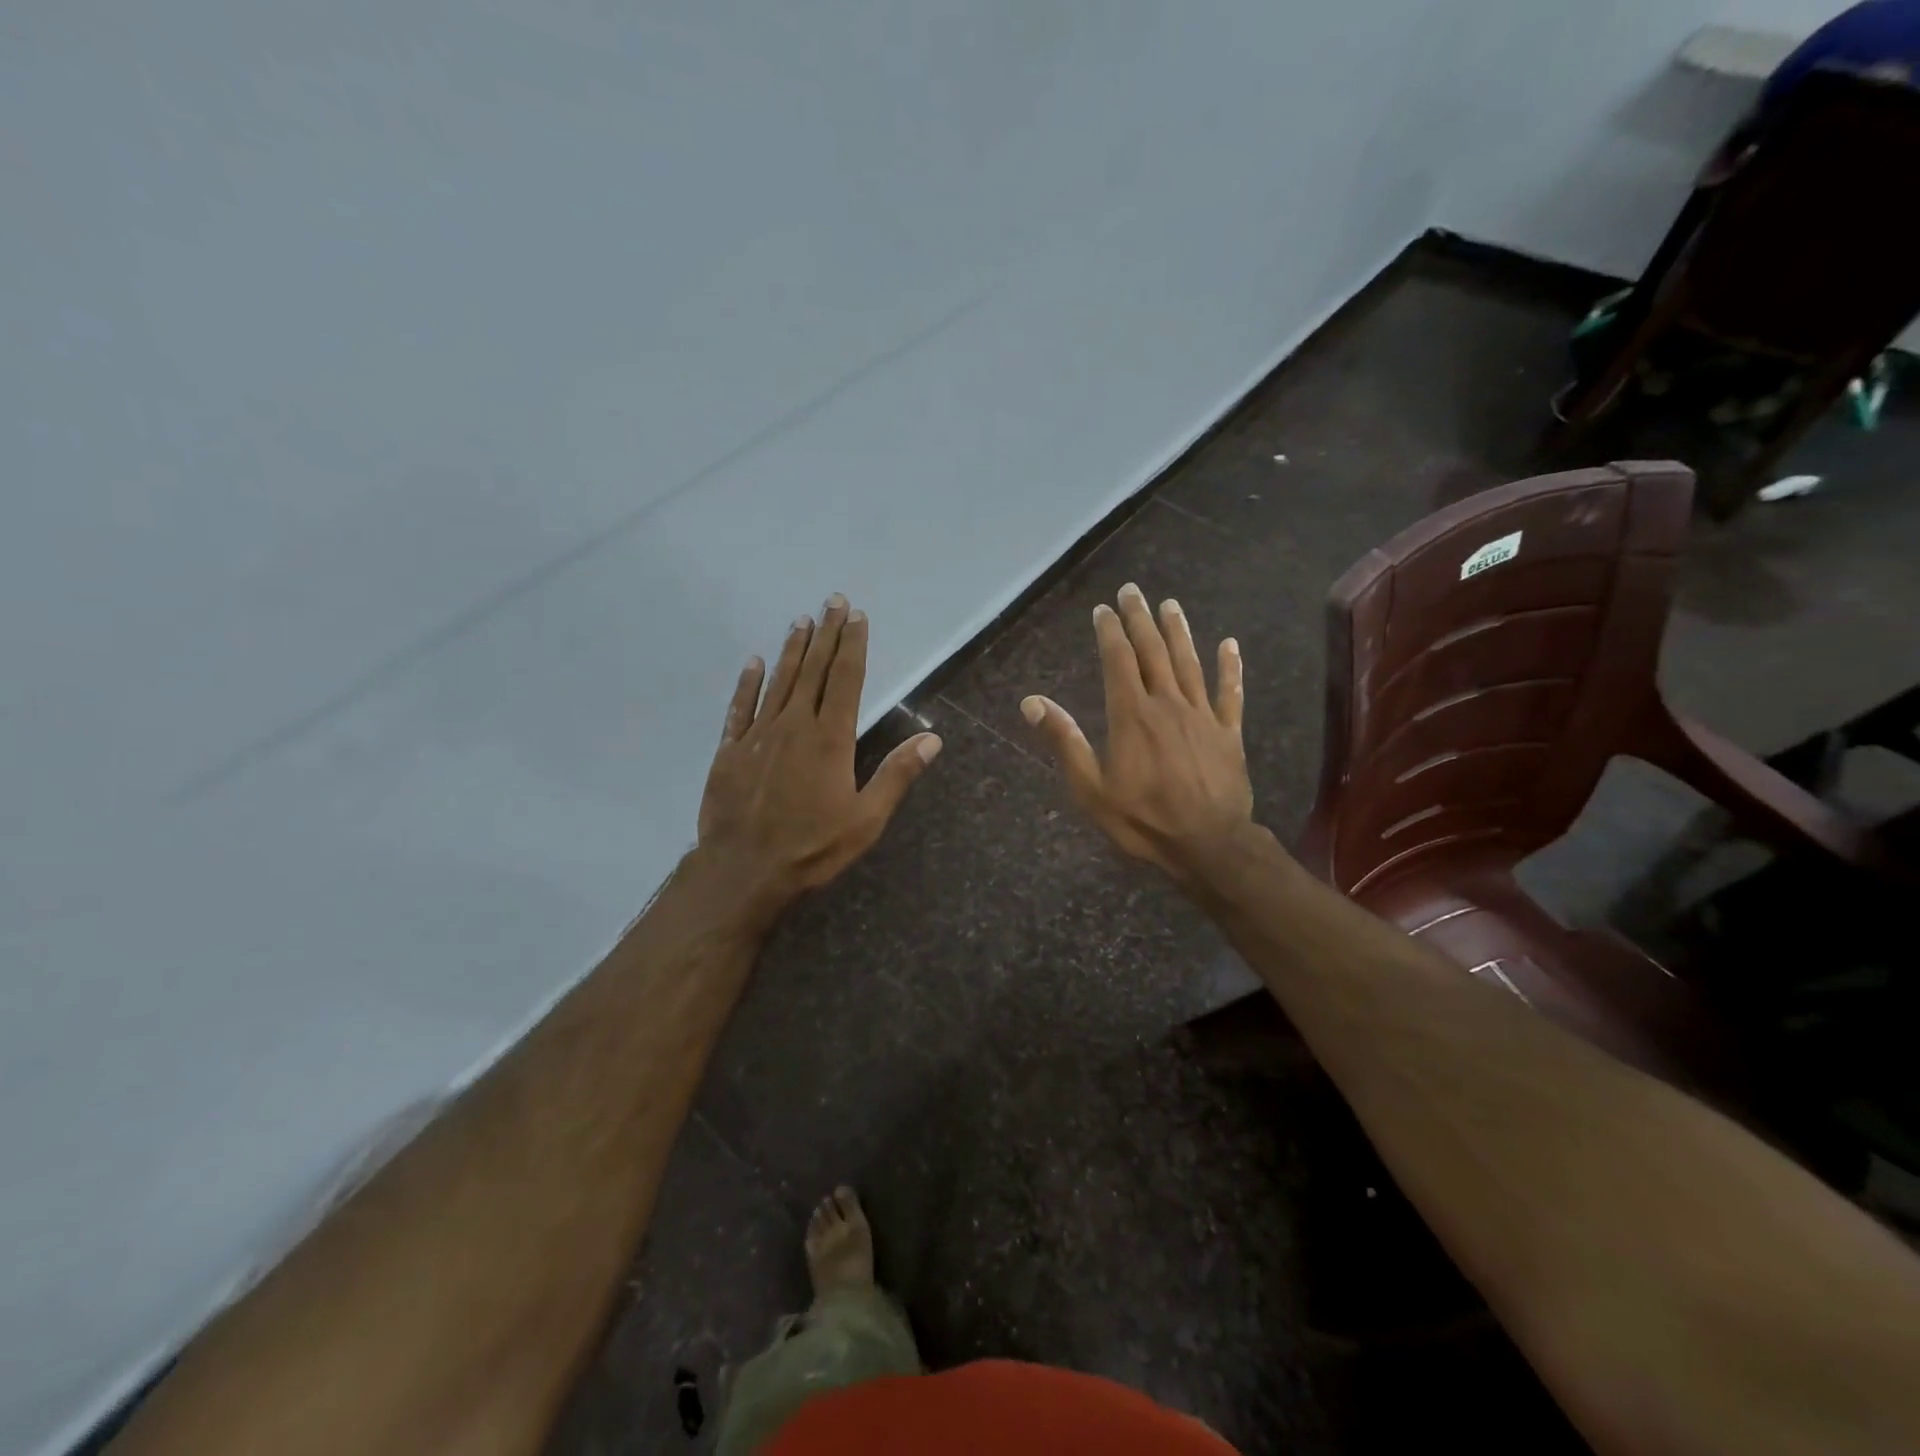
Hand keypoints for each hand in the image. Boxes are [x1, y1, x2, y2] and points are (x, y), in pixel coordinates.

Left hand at [695, 595, 940, 924]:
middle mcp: (794, 725)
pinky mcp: (730, 750)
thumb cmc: (812, 848)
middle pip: (813, 670)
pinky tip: (754, 662)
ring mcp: (759, 735)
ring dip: (792, 650)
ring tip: (801, 621)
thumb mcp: (866, 820)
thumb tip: (933, 739)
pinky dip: (748, 683)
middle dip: (826, 634)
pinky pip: (740, 707)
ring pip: (779, 681)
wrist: (743, 871)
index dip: (852, 646)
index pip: (845, 679)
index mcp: (830, 738)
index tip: (857, 617)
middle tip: (832, 601)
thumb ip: (896, 775)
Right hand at [1021, 583, 1254, 889]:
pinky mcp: (1228, 732)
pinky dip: (1229, 667)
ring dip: (1179, 631)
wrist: (1208, 844)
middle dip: (1140, 619)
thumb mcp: (1090, 788)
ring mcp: (1202, 715)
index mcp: (1131, 715)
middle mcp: (1167, 703)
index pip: (1118, 661)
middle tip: (1133, 591)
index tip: (1103, 609)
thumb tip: (1031, 702)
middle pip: (1153, 651)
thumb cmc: (1142, 819)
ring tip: (1170, 605)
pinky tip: (1230, 645)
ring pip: (1189, 663)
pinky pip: (1230, 693)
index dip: (1110, 632)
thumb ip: (1064, 741)